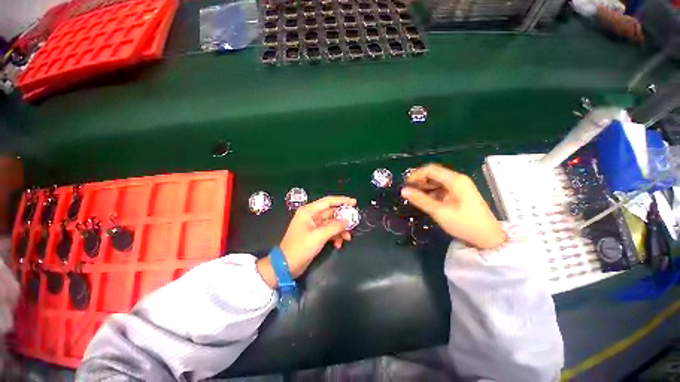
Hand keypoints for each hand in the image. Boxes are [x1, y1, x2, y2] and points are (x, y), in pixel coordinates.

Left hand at [257, 196, 355, 287]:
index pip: (328, 201)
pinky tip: (339, 244)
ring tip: (348, 237)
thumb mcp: (319, 236)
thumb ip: (335, 227)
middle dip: (343, 218)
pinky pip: (329, 231)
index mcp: (308, 211)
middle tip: (355, 222)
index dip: (342, 201)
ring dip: (340, 230)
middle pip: (331, 212)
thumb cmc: (300, 248)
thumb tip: (348, 221)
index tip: (354, 202)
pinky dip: (335, 236)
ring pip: (331, 223)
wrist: (286, 266)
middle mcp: (311, 216)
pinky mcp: (315, 234)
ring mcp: (313, 226)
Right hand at [401, 164, 505, 249]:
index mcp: (455, 180)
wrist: (488, 238)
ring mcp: (459, 186)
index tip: (405, 186)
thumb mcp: (440, 212)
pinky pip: (441, 188)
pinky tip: (425, 200)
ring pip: (436, 181)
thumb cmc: (465, 224)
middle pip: (433, 174)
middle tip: (408, 192)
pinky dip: (431, 192)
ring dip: (424, 187)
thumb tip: (403, 190)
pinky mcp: (458, 194)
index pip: (430, 170)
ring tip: (414, 197)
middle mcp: (457, 179)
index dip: (415, 175)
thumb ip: (420, 200)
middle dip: (419, 181)